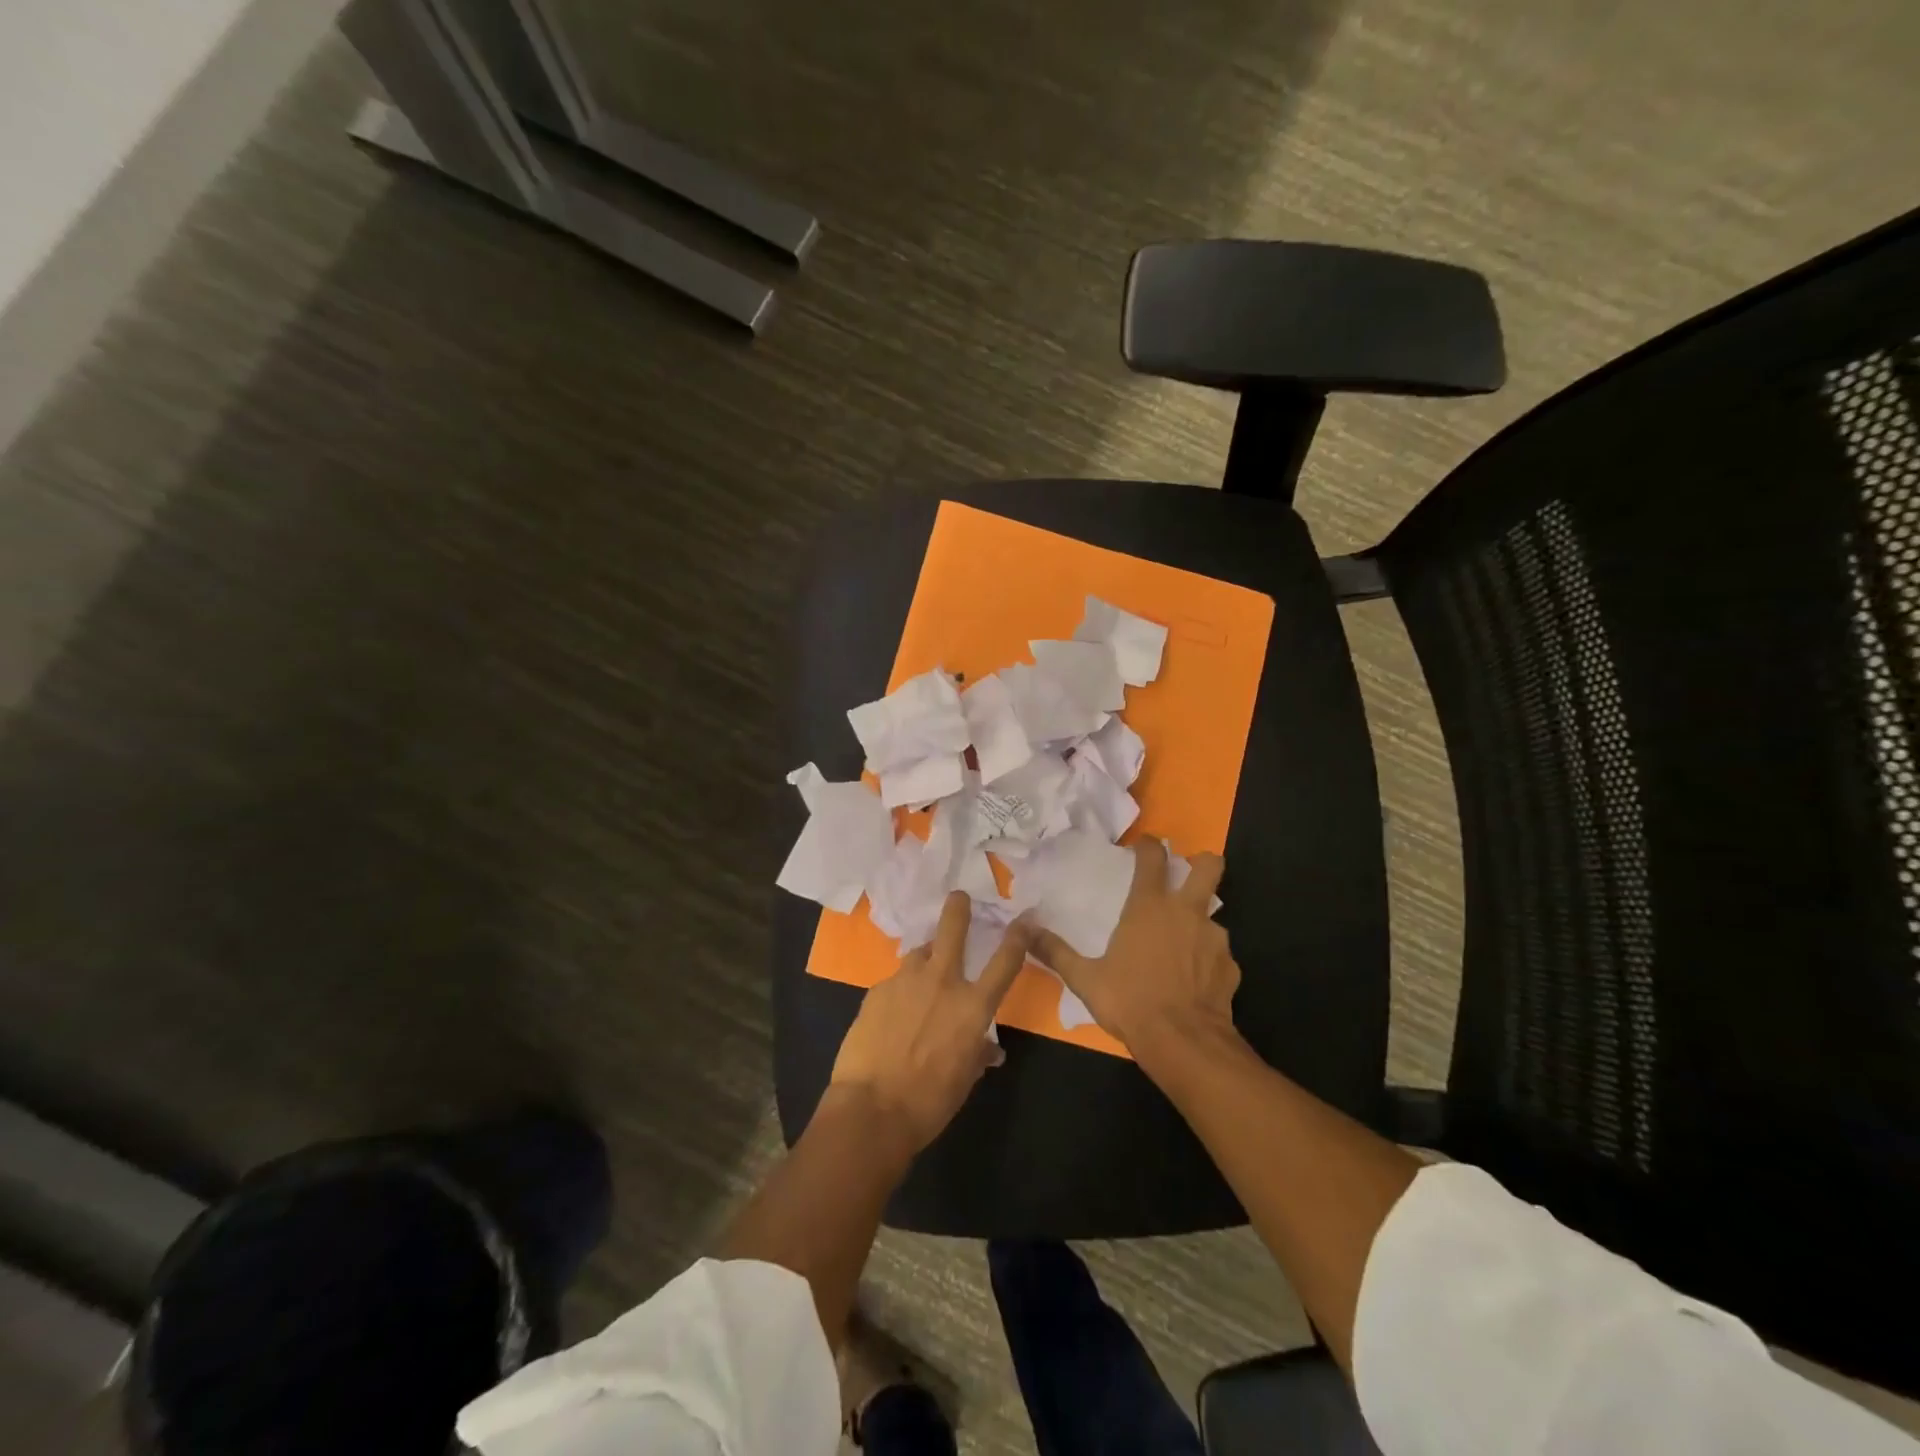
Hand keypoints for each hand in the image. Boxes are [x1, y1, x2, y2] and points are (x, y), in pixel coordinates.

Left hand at [830, 892, 1032, 1152]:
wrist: (872, 1108)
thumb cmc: (929, 1102)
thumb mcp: (964, 1079)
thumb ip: (977, 1053)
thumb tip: (988, 1049)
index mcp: (972, 1006)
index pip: (1004, 962)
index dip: (1017, 937)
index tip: (1024, 919)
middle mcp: (941, 982)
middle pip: (952, 929)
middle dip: (958, 908)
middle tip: (959, 897)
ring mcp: (905, 981)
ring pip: (919, 954)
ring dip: (925, 959)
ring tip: (921, 976)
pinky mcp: (877, 990)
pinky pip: (895, 981)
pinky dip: (901, 990)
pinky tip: (893, 1012)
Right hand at [1032, 839, 1236, 1057]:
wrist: (1185, 1043)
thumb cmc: (1131, 1001)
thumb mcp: (1085, 979)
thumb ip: (1056, 952)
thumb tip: (1024, 930)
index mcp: (1149, 906)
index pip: (1154, 857)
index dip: (1149, 845)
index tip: (1144, 845)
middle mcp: (1186, 912)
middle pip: (1209, 866)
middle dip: (1202, 863)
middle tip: (1185, 876)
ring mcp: (1214, 938)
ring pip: (1212, 915)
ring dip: (1198, 922)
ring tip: (1180, 947)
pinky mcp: (1230, 966)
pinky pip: (1218, 953)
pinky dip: (1207, 960)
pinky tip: (1193, 980)